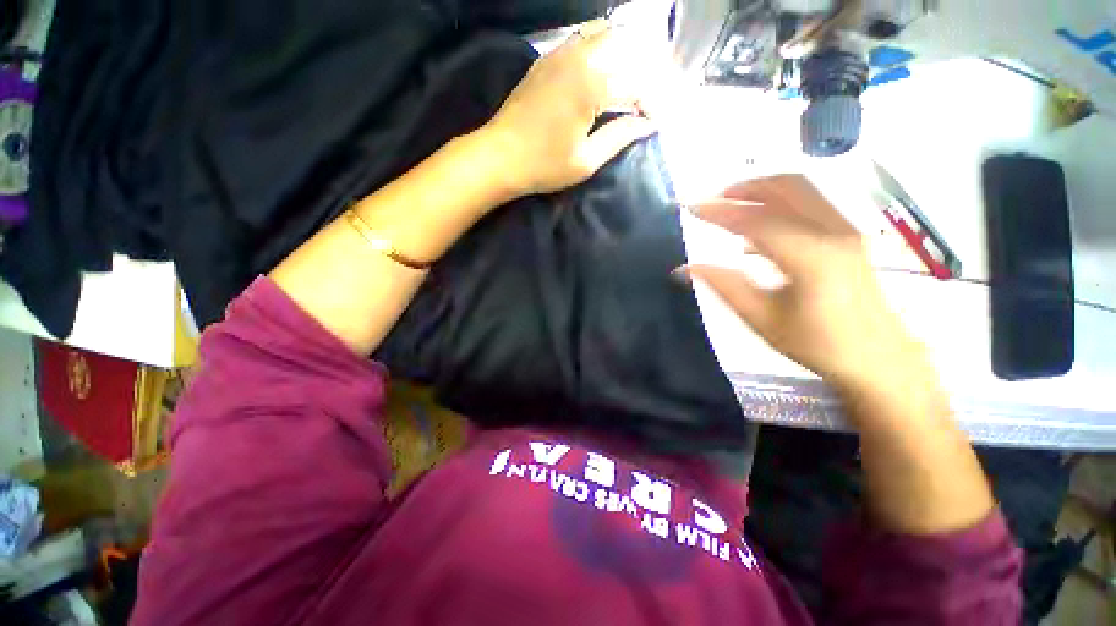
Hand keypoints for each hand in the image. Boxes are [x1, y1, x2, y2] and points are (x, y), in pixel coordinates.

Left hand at [483, 20, 658, 195]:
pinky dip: (602, 49)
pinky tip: (605, 72)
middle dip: (645, 71)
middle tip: (648, 100)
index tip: (657, 123)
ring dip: (624, 55)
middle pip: (626, 47)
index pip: (636, 84)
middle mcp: (579, 58)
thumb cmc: (543, 166)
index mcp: (591, 86)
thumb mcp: (586, 161)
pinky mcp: (547, 59)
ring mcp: (560, 54)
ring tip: (631, 84)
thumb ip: (620, 137)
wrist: (499, 156)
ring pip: (605, 35)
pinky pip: (583, 39)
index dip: (652, 103)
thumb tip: (648, 125)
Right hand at [686, 175, 930, 392]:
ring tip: (731, 207)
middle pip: (787, 187)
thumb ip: (723, 285)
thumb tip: (685, 268)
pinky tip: (756, 232)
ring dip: (763, 191)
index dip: (720, 211)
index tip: (691, 207)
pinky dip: (779, 206)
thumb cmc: (817, 343)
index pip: (757, 220)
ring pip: (803, 191)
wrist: (878, 358)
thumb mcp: (761, 318)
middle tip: (713, 200)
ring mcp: (847, 230)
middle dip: (745, 187)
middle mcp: (834, 232)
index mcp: (811, 256)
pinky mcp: (850, 236)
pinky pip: (810, 206)